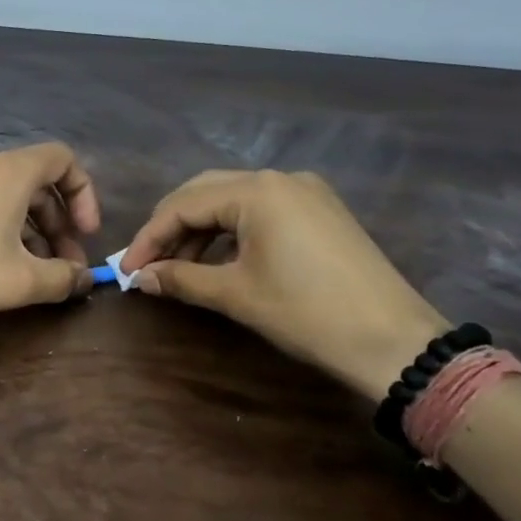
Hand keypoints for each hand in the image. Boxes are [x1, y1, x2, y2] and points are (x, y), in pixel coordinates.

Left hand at [0, 143, 100, 330]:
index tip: (86, 234)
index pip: (63, 159)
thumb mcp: (19, 281)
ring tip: (35, 274)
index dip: (84, 194)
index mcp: (9, 171)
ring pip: (7, 197)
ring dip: (31, 231)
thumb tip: (84, 279)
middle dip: (59, 224)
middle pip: (36, 183)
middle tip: (65, 267)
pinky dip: (1, 228)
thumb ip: (62, 278)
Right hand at [119, 170, 448, 399]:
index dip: (149, 237)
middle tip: (148, 264)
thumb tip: (140, 278)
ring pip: (233, 199)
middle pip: (205, 192)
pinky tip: (220, 259)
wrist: (394, 341)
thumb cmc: (307, 313)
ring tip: (180, 268)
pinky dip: (232, 231)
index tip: (127, 269)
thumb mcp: (236, 295)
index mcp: (257, 191)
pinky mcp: (321, 210)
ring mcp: (306, 192)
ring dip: (201, 230)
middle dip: (172, 227)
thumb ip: (181, 279)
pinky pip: (262, 209)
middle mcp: (280, 179)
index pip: (183, 204)